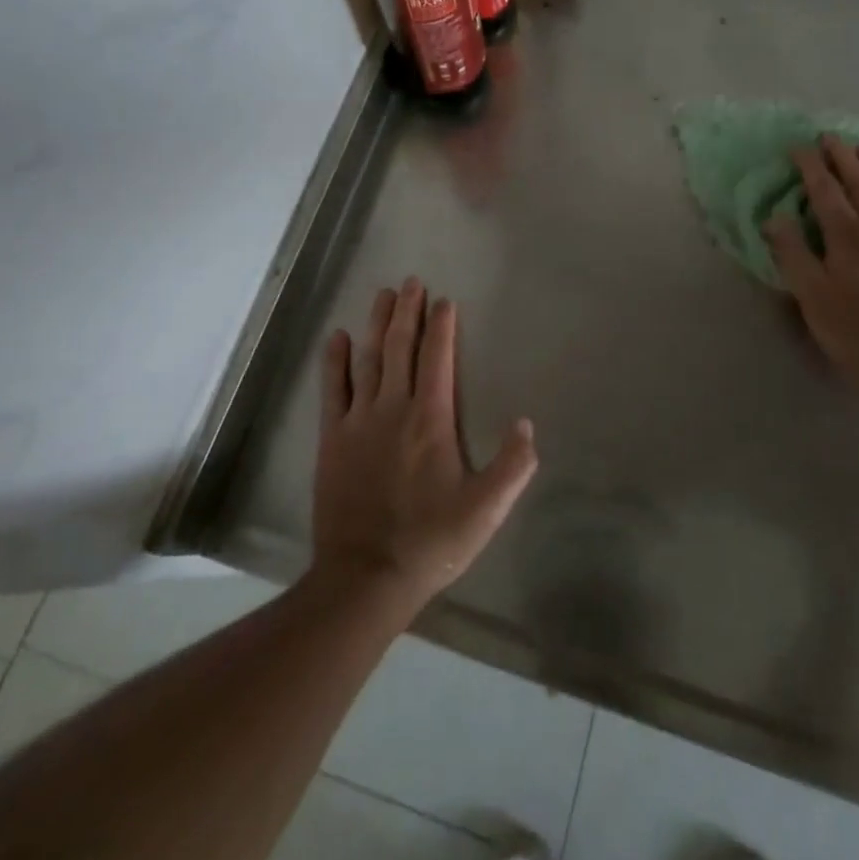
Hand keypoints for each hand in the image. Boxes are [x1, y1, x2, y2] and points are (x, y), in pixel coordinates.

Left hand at [312, 278, 537, 609]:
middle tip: (410, 282)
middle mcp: (393, 408)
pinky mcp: (332, 440)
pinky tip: (336, 338)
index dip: (441, 327)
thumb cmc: (431, 541)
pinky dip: (334, 362)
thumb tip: (526, 424)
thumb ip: (513, 466)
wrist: (365, 577)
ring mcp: (358, 421)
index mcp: (431, 419)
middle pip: (399, 348)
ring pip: (367, 360)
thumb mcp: (486, 509)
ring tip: (381, 295)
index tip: (444, 301)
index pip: (437, 359)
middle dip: (407, 312)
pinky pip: (332, 390)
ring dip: (374, 325)